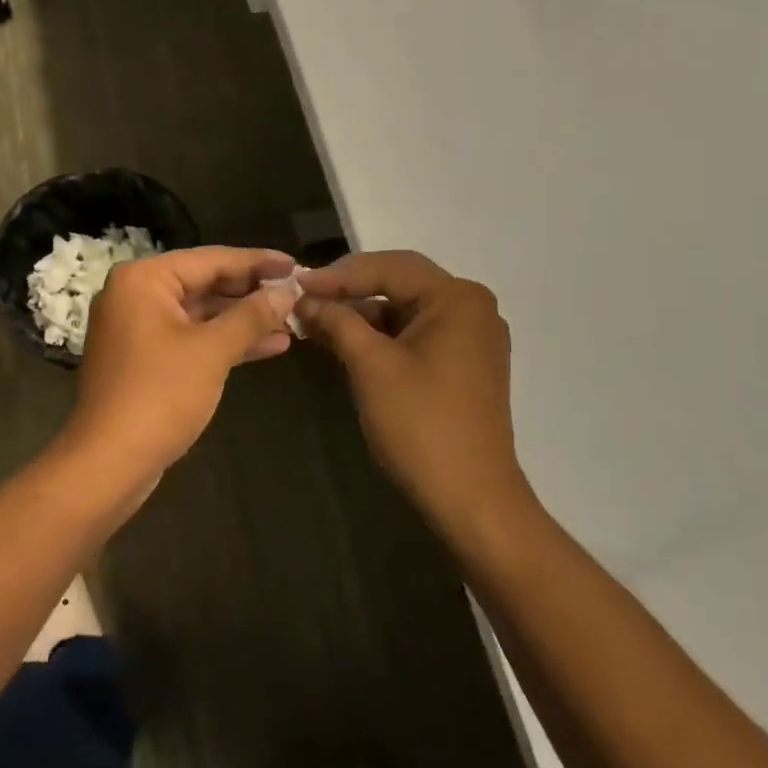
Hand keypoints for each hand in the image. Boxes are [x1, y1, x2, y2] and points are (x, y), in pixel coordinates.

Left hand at [62, 246, 300, 488]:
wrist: (109, 463)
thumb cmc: (160, 395)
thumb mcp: (213, 350)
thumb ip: (252, 315)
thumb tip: (287, 292)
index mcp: (144, 279)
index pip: (211, 259)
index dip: (258, 262)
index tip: (296, 266)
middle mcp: (136, 294)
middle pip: (205, 282)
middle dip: (252, 292)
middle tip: (297, 293)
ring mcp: (139, 328)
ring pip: (201, 313)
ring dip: (244, 319)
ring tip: (292, 321)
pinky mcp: (145, 358)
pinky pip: (192, 337)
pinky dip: (225, 341)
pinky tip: (270, 345)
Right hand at [297, 251, 529, 528]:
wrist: (472, 500)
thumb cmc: (421, 425)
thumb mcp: (371, 366)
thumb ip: (337, 322)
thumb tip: (304, 298)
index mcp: (458, 298)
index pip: (389, 268)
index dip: (338, 275)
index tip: (295, 284)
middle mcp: (471, 307)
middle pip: (400, 283)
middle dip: (349, 290)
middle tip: (304, 297)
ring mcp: (471, 337)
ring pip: (405, 309)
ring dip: (362, 314)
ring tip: (315, 320)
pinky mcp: (464, 363)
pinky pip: (416, 334)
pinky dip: (381, 336)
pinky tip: (345, 341)